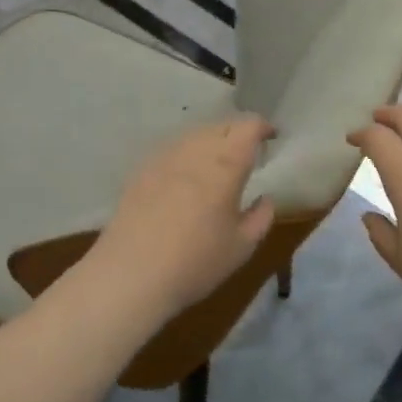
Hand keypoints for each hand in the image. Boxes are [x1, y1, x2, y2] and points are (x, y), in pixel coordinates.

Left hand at [88, 114, 277, 314]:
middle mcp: (194, 151)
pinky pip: (172, 150)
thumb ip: (261, 217)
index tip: (271, 137)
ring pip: (194, 135)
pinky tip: (186, 176)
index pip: (248, 126)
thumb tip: (265, 198)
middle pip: (221, 126)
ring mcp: (163, 158)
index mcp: (225, 164)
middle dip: (238, 132)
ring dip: (212, 141)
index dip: (262, 127)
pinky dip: (187, 154)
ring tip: (218, 163)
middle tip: (248, 152)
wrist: (130, 276)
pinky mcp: (141, 171)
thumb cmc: (196, 262)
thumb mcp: (242, 246)